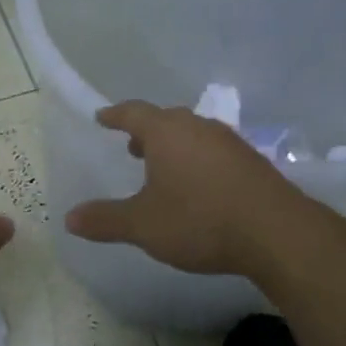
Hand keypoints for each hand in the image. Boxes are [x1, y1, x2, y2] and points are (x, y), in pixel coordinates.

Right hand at [64, 102, 300, 276]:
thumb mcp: (143, 225)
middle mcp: (198, 127)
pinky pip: (213, 151)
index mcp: (166, 132)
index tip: (102, 117)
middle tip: (132, 146)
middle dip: (146, 131)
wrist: (275, 232)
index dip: (114, 115)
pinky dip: (197, 159)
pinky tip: (199, 185)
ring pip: (192, 134)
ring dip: (174, 146)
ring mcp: (229, 141)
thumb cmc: (199, 220)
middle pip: (166, 120)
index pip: (133, 112)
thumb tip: (69, 218)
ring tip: (163, 167)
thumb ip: (106, 220)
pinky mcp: (251, 161)